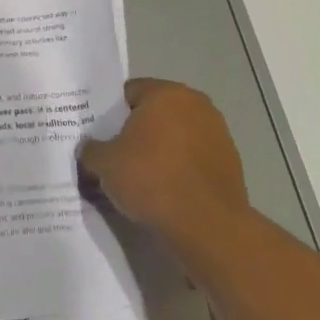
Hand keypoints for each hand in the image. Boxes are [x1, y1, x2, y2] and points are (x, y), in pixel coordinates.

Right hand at [77, 78, 248, 233]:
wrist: (207, 227)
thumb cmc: (151, 180)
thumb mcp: (104, 164)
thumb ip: (91, 149)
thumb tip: (88, 148)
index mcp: (165, 93)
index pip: (129, 92)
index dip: (111, 113)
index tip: (100, 134)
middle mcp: (196, 104)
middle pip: (155, 112)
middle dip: (137, 131)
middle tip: (117, 155)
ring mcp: (218, 133)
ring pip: (177, 135)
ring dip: (161, 149)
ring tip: (142, 177)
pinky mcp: (231, 163)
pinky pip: (194, 158)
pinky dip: (181, 168)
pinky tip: (167, 191)